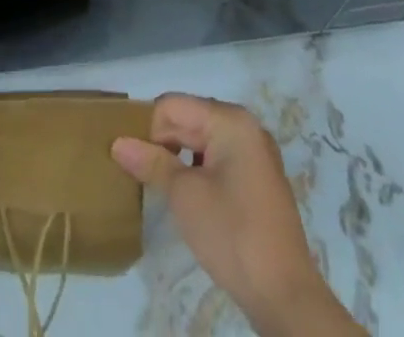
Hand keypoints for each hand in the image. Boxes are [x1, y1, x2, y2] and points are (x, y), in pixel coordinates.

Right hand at [113, 95, 364, 336]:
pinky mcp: (258, 180)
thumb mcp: (184, 196)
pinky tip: (188, 197)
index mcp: (230, 120)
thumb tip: (117, 143)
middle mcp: (245, 127)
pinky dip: (198, 170)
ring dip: (179, 158)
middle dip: (163, 142)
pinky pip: (218, 159)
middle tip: (143, 175)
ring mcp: (255, 153)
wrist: (286, 297)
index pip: (172, 106)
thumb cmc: (232, 235)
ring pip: (202, 140)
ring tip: (162, 187)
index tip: (136, 163)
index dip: (148, 130)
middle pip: (188, 118)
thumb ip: (151, 162)